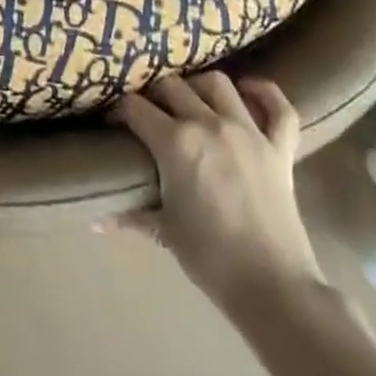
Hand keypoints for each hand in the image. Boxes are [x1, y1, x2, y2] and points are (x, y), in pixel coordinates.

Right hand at [115, 74, 323, 315]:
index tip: (116, 122)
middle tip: (152, 111)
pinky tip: (249, 91)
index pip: (135, 107)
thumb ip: (131, 214)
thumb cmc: (212, 260)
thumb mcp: (165, 233)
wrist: (275, 291)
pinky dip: (265, 94)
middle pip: (172, 85)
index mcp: (175, 142)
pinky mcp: (280, 149)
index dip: (121, 111)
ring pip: (218, 83)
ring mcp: (247, 132)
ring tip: (193, 99)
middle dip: (155, 94)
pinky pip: (279, 109)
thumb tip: (95, 219)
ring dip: (200, 86)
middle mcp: (208, 124)